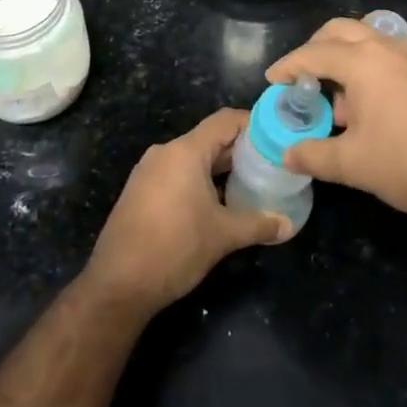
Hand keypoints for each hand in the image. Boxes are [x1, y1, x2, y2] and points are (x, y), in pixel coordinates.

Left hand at [85, 108, 292, 315]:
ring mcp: (149, 172)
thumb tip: (289, 225)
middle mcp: (165, 153)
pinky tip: (219, 202)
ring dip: (221, 168)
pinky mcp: (140, 191)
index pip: (225, 121)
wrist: (118, 285)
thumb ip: (259, 224)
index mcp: (185, 152)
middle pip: (210, 138)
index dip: (253, 124)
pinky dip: (200, 180)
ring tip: (251, 183)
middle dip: (241, 150)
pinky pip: (177, 174)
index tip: (278, 137)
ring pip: (193, 158)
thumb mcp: (223, 236)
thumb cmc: (174, 249)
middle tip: (271, 164)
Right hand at [267, 19, 406, 232]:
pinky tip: (374, 109)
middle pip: (341, 31)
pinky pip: (392, 57)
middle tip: (303, 77)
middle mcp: (389, 48)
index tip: (272, 80)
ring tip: (340, 104)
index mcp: (363, 61)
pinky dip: (372, 70)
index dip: (288, 65)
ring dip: (346, 60)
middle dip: (316, 48)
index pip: (313, 53)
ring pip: (370, 41)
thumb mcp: (353, 164)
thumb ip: (313, 155)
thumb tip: (287, 154)